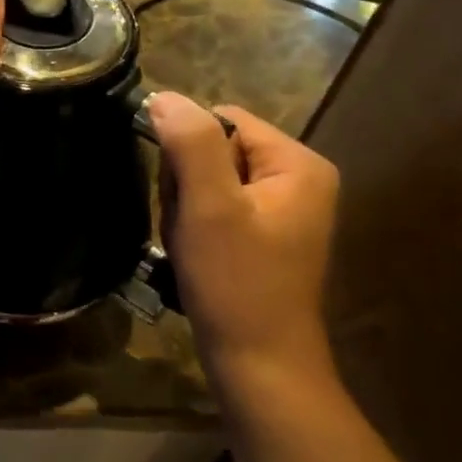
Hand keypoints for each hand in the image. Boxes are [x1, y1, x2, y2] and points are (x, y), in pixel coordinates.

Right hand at [150, 94, 339, 376]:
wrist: (259, 365)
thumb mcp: (209, 207)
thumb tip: (164, 96)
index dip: (188, 150)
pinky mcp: (264, 237)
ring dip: (185, 209)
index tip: (183, 194)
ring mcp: (282, 211)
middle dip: (186, 184)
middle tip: (189, 227)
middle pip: (214, 150)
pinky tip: (196, 256)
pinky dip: (195, 228)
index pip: (222, 120)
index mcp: (297, 164)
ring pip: (207, 181)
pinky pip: (215, 209)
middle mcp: (297, 180)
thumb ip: (190, 144)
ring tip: (192, 245)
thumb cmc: (236, 283)